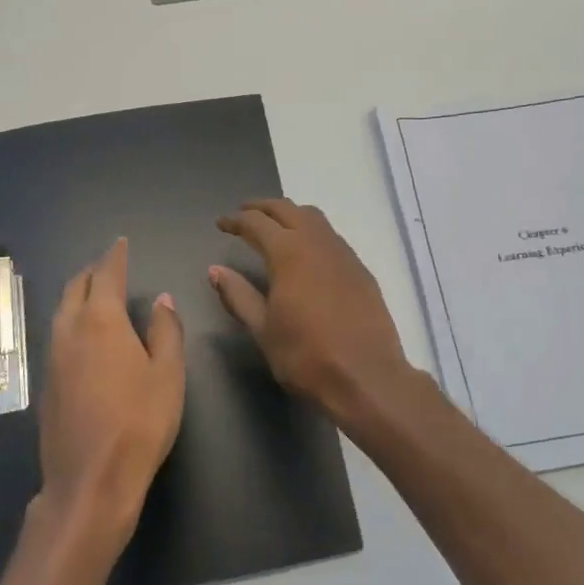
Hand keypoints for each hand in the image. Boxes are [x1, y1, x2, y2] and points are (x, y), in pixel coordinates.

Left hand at [37, 238, 185, 554]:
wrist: (90, 481)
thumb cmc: (140, 422)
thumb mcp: (168, 374)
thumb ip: (165, 330)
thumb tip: (161, 299)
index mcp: (101, 321)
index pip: (106, 275)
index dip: (115, 256)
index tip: (121, 243)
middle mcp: (70, 331)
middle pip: (75, 288)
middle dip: (92, 271)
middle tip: (109, 266)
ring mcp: (53, 358)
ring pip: (61, 311)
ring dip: (78, 295)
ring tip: (96, 294)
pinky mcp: (46, 384)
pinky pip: (57, 335)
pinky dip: (71, 320)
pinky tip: (85, 336)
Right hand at [211, 199, 415, 427]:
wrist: (367, 377)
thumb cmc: (306, 356)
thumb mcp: (263, 329)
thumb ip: (238, 295)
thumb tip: (216, 271)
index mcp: (288, 253)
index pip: (257, 223)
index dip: (236, 220)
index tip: (221, 223)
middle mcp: (317, 243)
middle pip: (288, 209)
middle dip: (263, 207)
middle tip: (244, 214)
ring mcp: (344, 254)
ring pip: (314, 218)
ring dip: (290, 215)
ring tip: (275, 226)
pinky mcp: (361, 270)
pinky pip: (332, 237)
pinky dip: (312, 232)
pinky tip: (307, 253)